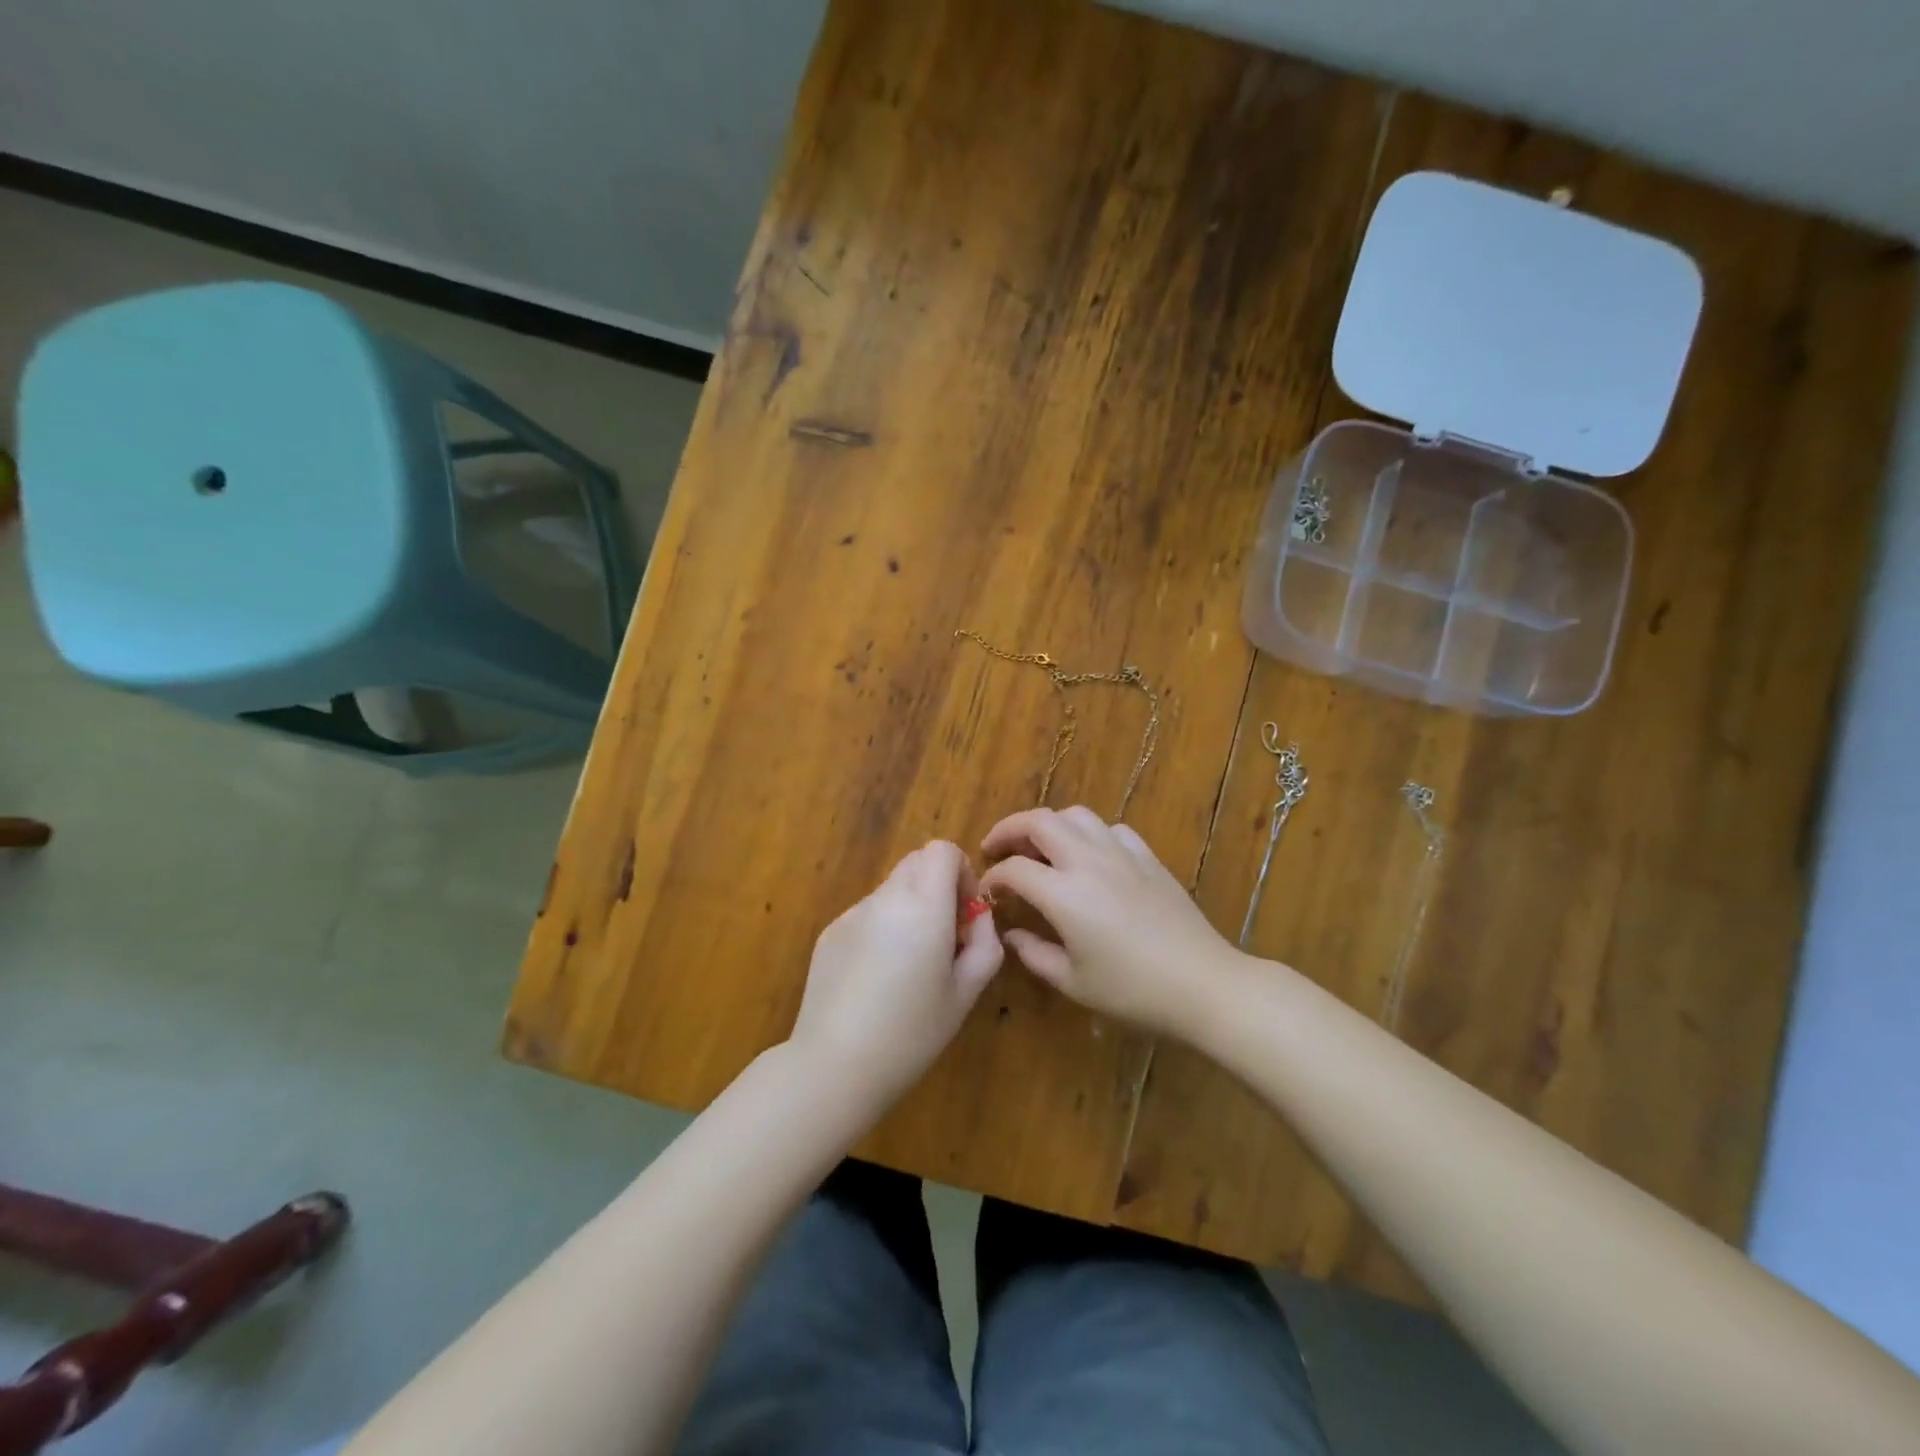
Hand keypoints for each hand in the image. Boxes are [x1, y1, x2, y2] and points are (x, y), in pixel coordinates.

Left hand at [789, 841, 1003, 1112]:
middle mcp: (885, 898)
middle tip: (944, 938)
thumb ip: (984, 942)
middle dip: (937, 887)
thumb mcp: (966, 993)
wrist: (834, 1066)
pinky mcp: (829, 933)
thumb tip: (978, 916)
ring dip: (910, 909)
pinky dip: (882, 929)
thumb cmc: (911, 1033)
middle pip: (916, 863)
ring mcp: (852, 914)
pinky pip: (867, 915)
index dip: (961, 872)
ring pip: (892, 890)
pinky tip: (876, 981)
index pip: (942, 850)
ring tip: (908, 968)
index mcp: (923, 906)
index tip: (964, 913)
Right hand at [979, 806, 1240, 1037]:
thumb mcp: (1073, 982)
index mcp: (1064, 894)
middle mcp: (1088, 861)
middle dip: (1009, 829)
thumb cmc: (1133, 991)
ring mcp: (1121, 854)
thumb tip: (1011, 933)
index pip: (1014, 869)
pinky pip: (1111, 829)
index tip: (988, 893)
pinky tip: (1090, 856)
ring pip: (1076, 815)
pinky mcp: (1148, 857)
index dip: (993, 877)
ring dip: (1049, 824)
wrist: (1203, 984)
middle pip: (1039, 821)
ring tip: (1040, 846)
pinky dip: (1090, 834)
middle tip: (996, 848)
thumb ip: (1033, 954)